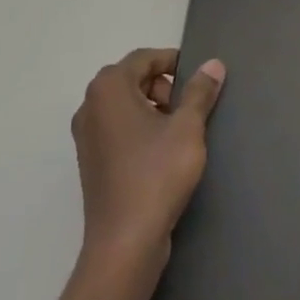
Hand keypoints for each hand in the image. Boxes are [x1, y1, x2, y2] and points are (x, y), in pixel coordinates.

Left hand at [71, 49, 225, 274]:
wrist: (125, 241)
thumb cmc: (157, 174)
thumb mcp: (187, 128)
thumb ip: (200, 92)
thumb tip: (213, 64)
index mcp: (109, 89)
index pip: (144, 58)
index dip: (173, 61)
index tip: (199, 78)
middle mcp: (90, 106)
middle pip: (131, 79)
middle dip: (163, 86)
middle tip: (189, 108)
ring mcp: (86, 136)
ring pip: (124, 105)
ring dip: (153, 107)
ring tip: (179, 131)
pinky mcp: (90, 161)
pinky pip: (117, 128)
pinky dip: (139, 128)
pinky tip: (162, 152)